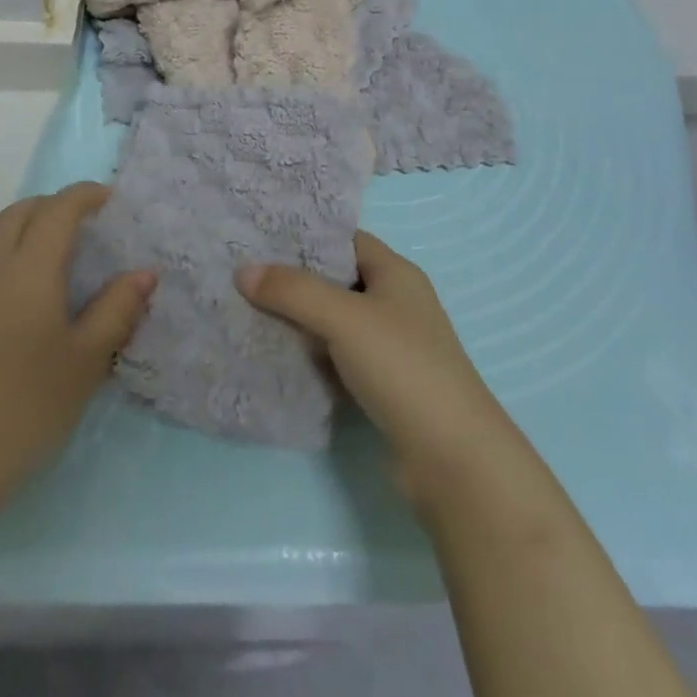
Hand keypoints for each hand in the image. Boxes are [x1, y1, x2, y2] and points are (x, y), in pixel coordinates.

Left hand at [0, 183, 153, 510]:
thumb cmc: (29, 408)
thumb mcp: (86, 360)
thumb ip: (117, 309)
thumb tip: (145, 272)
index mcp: (30, 268)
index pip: (58, 209)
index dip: (84, 196)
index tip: (105, 200)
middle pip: (18, 212)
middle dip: (50, 208)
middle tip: (73, 227)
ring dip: (6, 225)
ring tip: (24, 247)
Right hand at [235, 232, 540, 520]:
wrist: (453, 459)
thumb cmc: (402, 367)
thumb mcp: (344, 319)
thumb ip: (293, 291)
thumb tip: (243, 270)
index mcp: (396, 274)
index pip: (346, 240)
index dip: (307, 236)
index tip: (260, 236)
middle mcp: (395, 303)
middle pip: (336, 280)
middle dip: (294, 279)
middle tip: (243, 274)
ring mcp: (390, 347)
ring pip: (334, 321)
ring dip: (298, 320)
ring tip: (246, 311)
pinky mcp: (382, 386)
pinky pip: (337, 358)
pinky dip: (310, 355)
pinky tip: (276, 356)